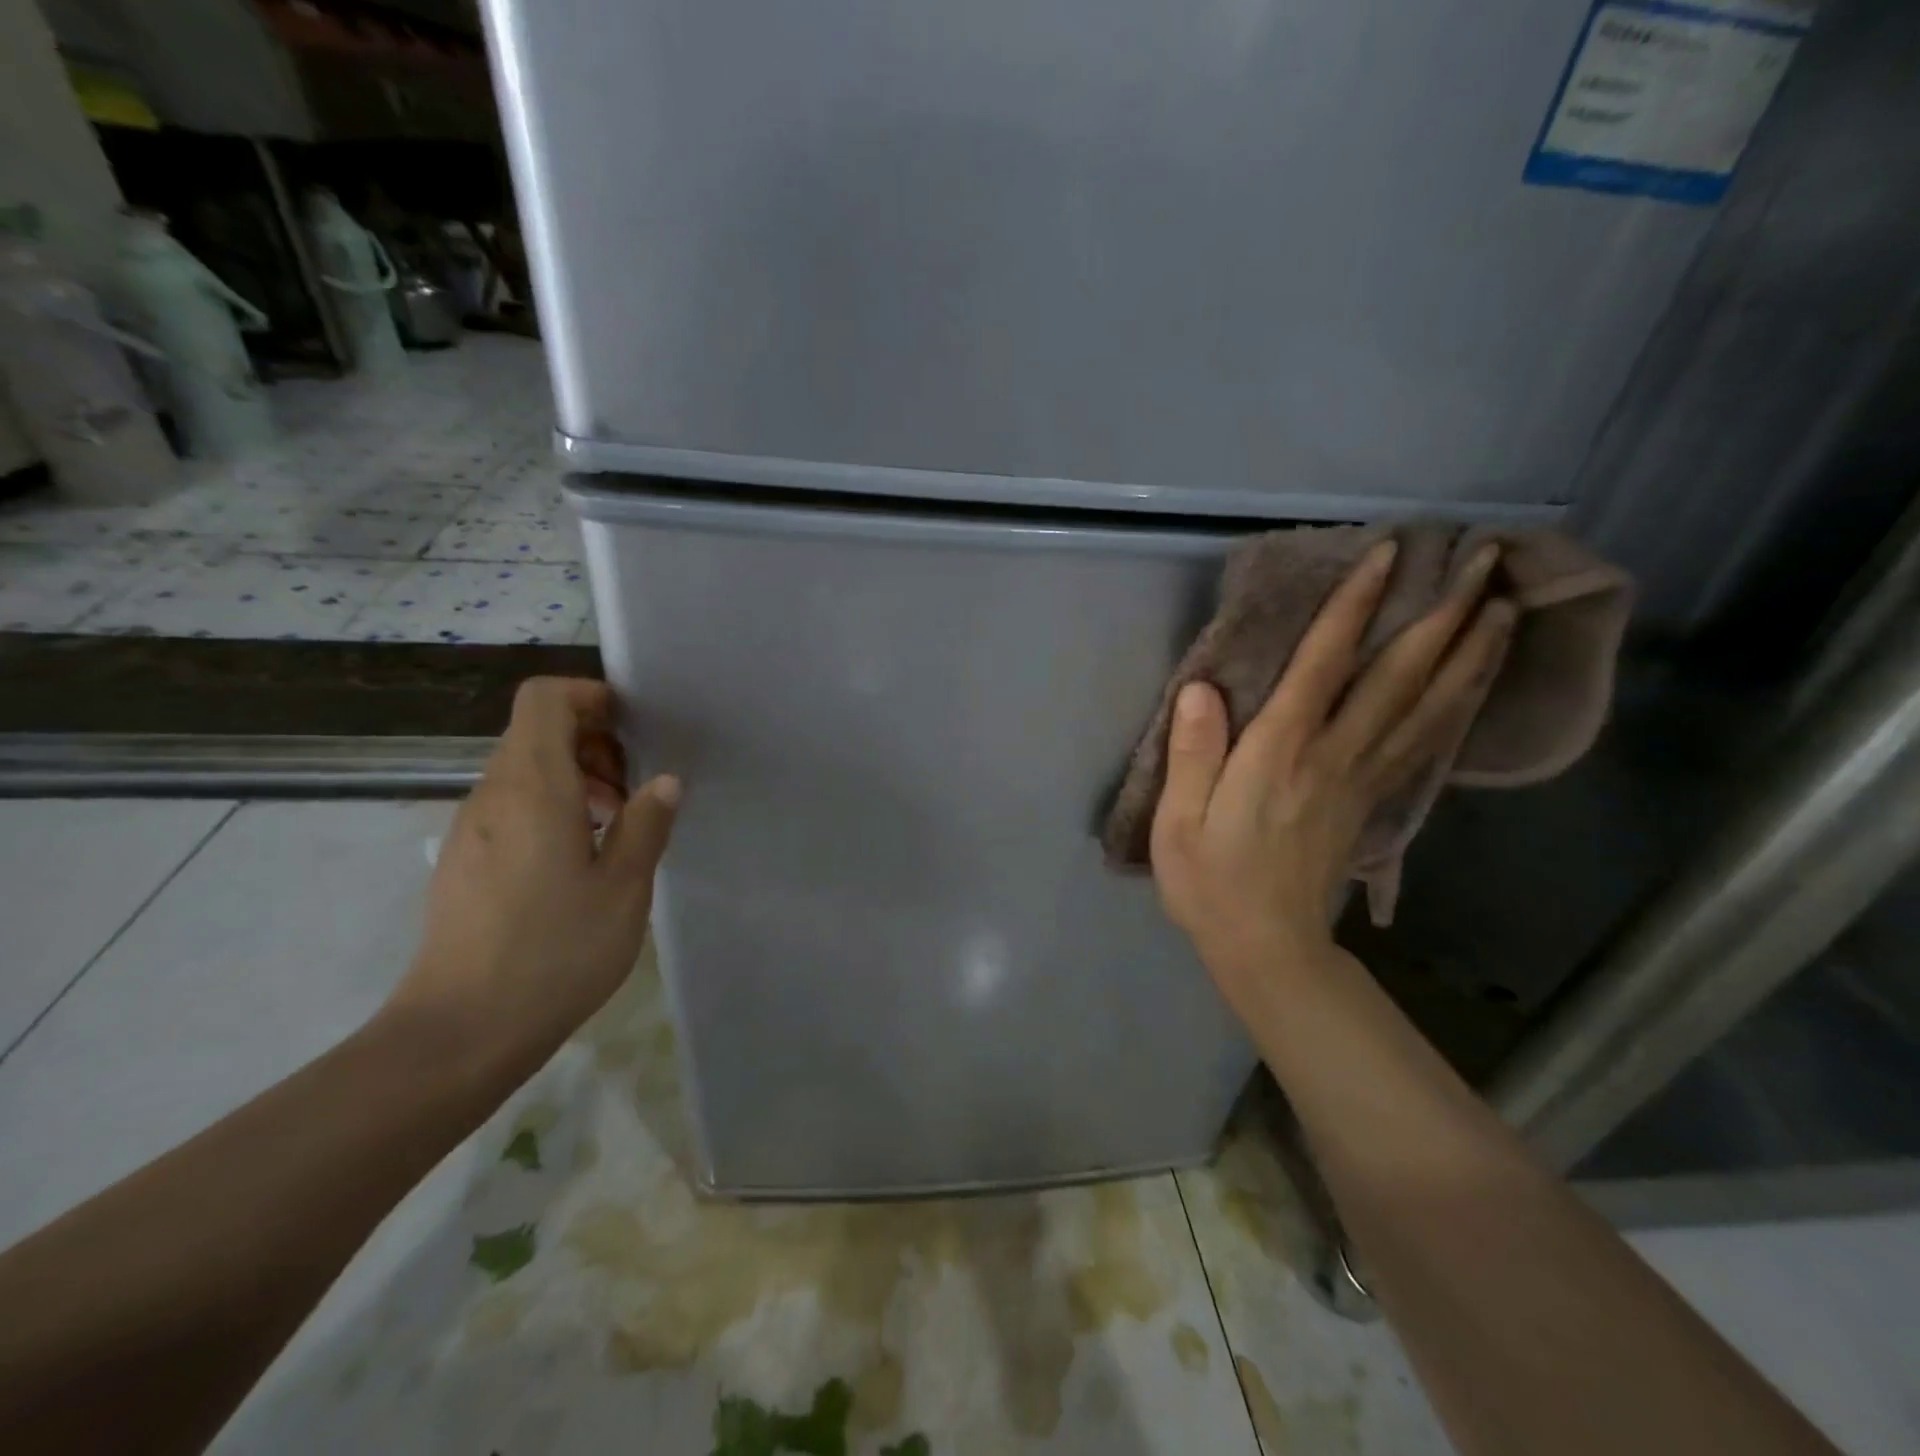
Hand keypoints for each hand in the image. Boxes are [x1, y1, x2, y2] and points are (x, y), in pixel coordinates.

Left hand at [386, 677, 679, 1075]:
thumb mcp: (624, 887)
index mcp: (532, 787)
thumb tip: (664, 781)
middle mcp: (492, 794)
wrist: (461, 1031)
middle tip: (636, 789)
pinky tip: (580, 859)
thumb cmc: (555, 951)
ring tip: (615, 826)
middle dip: (593, 742)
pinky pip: (511, 806)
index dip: (589, 696)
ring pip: (525, 770)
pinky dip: (551, 807)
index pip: (544, 699)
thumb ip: (647, 823)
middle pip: (536, 731)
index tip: (632, 728)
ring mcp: (471, 828)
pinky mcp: (464, 859)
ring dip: (576, 778)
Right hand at [1150, 539, 1514, 998]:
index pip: (1322, 667)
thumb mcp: (1178, 823)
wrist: (1269, 948)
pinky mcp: (1374, 800)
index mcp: (1278, 756)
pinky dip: (1459, 703)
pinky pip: (1425, 741)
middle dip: (1442, 614)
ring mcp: (1363, 779)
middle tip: (1484, 559)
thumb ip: (1193, 754)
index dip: (1354, 608)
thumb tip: (1201, 688)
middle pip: (1398, 677)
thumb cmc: (1210, 883)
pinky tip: (1478, 678)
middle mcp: (1333, 756)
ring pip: (1428, 706)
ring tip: (1504, 604)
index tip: (1390, 554)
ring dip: (1469, 652)